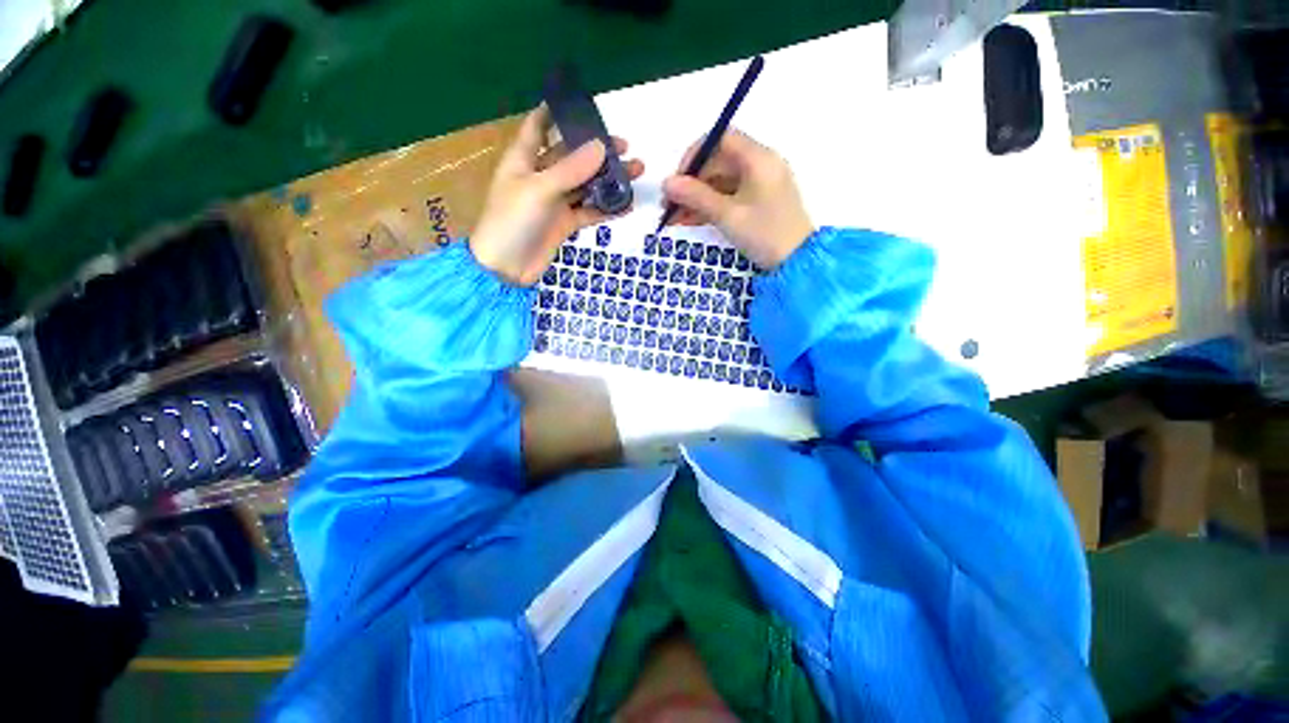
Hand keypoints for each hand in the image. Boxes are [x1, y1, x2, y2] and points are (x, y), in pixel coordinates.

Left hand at [470, 106, 643, 284]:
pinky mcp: (565, 224)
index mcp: (523, 159)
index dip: (555, 111)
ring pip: (585, 185)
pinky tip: (627, 204)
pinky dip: (607, 208)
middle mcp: (540, 177)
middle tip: (625, 146)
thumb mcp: (539, 190)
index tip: (582, 103)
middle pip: (571, 156)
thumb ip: (571, 170)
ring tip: (635, 172)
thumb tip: (601, 147)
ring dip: (608, 179)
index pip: (538, 126)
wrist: (507, 268)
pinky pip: (589, 211)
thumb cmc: (512, 221)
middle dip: (596, 150)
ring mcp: (555, 202)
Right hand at [661, 130, 812, 269]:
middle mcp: (761, 164)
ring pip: (722, 183)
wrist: (796, 263)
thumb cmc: (764, 234)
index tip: (678, 178)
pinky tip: (690, 221)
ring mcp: (761, 184)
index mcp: (759, 158)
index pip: (721, 139)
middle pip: (719, 163)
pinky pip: (730, 197)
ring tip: (675, 218)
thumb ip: (696, 196)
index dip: (695, 155)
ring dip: (698, 198)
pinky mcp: (759, 201)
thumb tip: (667, 183)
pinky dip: (711, 207)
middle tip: (670, 204)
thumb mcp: (728, 215)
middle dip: (693, 183)